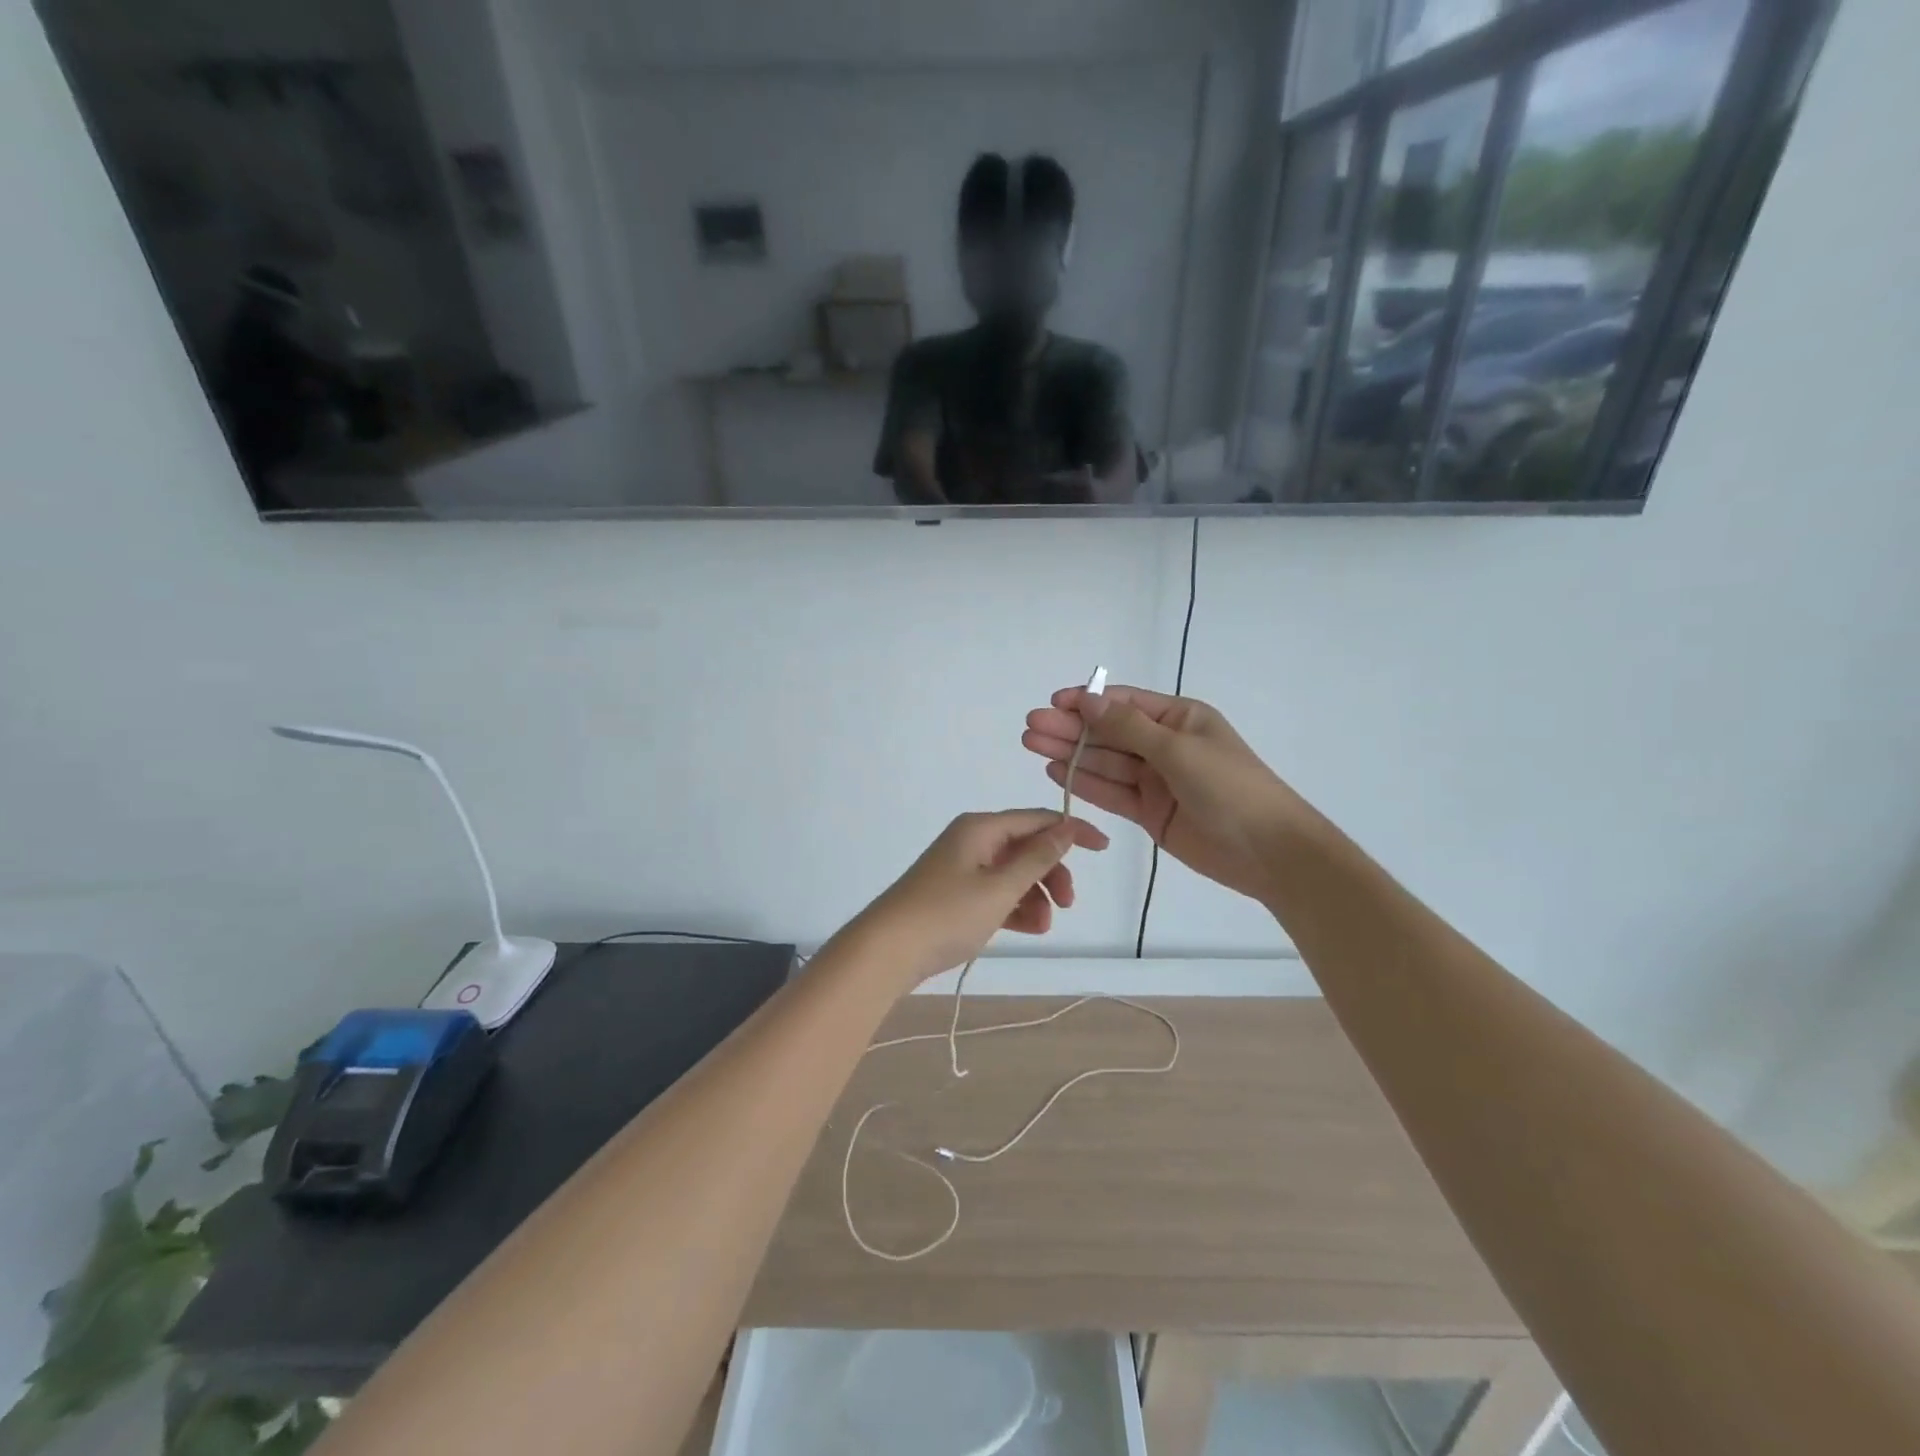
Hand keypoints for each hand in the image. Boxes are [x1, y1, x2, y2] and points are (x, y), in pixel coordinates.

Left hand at [849, 810, 1109, 983]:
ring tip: (1044, 926)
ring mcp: (961, 868)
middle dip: (1052, 872)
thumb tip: (1067, 827)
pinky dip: (1015, 906)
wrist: (887, 950)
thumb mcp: (1000, 887)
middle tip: (1068, 903)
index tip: (1103, 849)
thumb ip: (1037, 858)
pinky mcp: (954, 894)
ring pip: (1012, 873)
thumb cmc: (947, 914)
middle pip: (1026, 846)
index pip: (1037, 819)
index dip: (1072, 831)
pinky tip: (1030, 928)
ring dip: (1035, 895)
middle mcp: (971, 840)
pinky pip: (996, 892)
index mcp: (981, 828)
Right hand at [1022, 686, 1309, 904]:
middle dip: (1070, 728)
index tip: (1052, 703)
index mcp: (1179, 719)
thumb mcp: (1178, 750)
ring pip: (1105, 763)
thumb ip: (1128, 727)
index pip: (1124, 703)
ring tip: (1032, 745)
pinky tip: (1055, 773)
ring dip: (1070, 754)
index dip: (1087, 702)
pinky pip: (1112, 793)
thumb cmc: (1229, 788)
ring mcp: (1156, 780)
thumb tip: (1087, 700)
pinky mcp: (1149, 812)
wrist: (1268, 851)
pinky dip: (1085, 783)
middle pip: (1109, 733)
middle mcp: (1164, 745)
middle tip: (1030, 727)